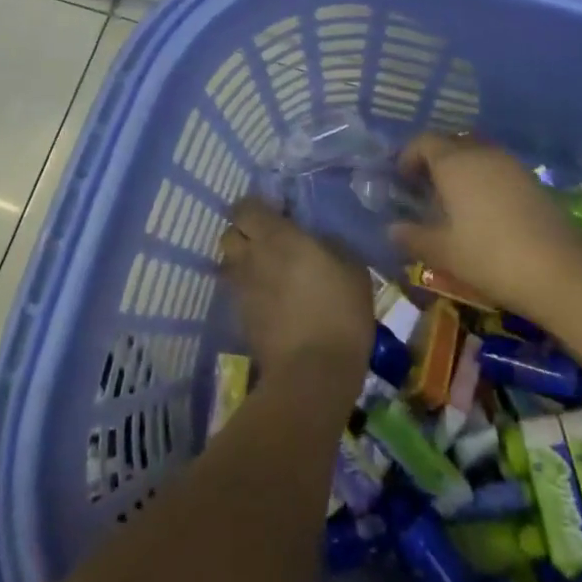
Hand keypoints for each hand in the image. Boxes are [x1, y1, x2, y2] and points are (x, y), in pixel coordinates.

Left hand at [219, 199, 372, 389]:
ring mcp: (242, 290)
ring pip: (229, 264)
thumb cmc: (339, 312)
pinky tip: (270, 301)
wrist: (313, 373)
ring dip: (242, 262)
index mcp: (277, 236)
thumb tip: (320, 240)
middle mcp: (252, 257)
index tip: (274, 213)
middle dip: (242, 233)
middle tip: (266, 240)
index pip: (245, 207)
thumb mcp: (353, 269)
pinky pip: (237, 293)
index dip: (255, 207)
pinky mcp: (239, 319)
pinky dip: (247, 291)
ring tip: (266, 271)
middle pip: (229, 233)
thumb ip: (331, 245)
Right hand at [390, 133, 581, 319]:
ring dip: (460, 169)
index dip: (408, 156)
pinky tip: (483, 210)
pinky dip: (483, 179)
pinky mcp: (531, 179)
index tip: (401, 179)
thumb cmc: (490, 256)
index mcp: (454, 162)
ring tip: (453, 201)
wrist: (560, 270)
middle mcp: (481, 152)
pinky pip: (497, 168)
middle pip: (451, 143)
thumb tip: (392, 228)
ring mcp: (510, 163)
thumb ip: (413, 236)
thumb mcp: (443, 252)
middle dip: (434, 160)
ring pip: (476, 153)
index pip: (423, 141)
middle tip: (424, 188)